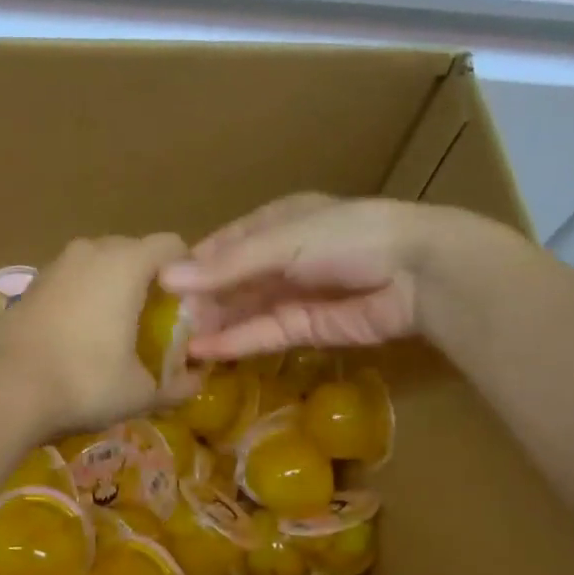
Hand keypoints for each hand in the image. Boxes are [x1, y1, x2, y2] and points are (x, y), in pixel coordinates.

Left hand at [0, 233, 188, 435]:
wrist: (5, 389)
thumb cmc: (85, 381)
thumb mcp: (142, 392)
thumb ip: (179, 384)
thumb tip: (197, 380)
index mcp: (126, 263)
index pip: (172, 246)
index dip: (187, 274)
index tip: (189, 308)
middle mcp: (91, 250)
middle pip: (134, 252)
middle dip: (150, 280)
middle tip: (158, 321)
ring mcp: (56, 265)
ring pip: (99, 265)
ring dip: (114, 288)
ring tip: (119, 329)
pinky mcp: (31, 285)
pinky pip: (72, 281)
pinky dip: (85, 298)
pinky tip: (82, 335)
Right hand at [159, 195, 454, 359]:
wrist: (418, 272)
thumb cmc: (348, 237)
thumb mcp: (282, 242)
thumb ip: (227, 266)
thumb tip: (167, 278)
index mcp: (277, 221)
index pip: (224, 244)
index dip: (192, 264)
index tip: (155, 286)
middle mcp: (282, 257)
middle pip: (231, 281)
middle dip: (199, 301)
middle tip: (159, 324)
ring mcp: (295, 294)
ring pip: (244, 311)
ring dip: (213, 325)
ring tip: (173, 345)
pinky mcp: (308, 328)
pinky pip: (264, 334)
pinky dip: (236, 342)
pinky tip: (205, 352)